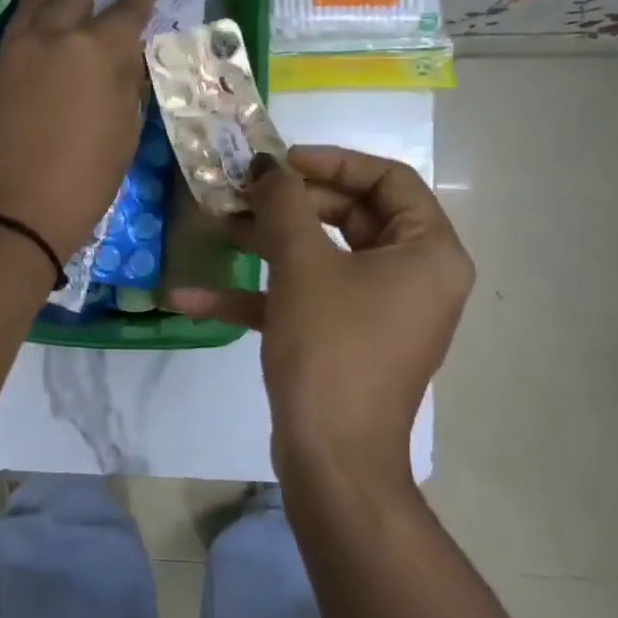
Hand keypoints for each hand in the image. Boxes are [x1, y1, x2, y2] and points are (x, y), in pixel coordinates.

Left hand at [0, 0, 157, 259]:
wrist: (4, 215)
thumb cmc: (79, 186)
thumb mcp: (121, 140)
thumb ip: (124, 91)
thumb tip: (121, 64)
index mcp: (100, 53)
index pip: (128, 10)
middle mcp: (57, 38)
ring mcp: (16, 52)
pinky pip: (14, 27)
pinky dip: (26, 10)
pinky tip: (30, 12)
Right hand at [165, 146, 473, 481]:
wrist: (331, 457)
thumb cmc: (332, 347)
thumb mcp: (303, 264)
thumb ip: (284, 203)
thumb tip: (267, 165)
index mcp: (427, 252)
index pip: (389, 180)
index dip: (333, 161)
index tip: (281, 159)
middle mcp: (412, 277)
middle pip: (350, 215)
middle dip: (288, 202)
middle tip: (241, 188)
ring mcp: (376, 311)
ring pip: (320, 257)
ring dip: (264, 241)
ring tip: (212, 222)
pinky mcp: (344, 339)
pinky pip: (304, 301)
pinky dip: (257, 295)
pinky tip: (190, 296)